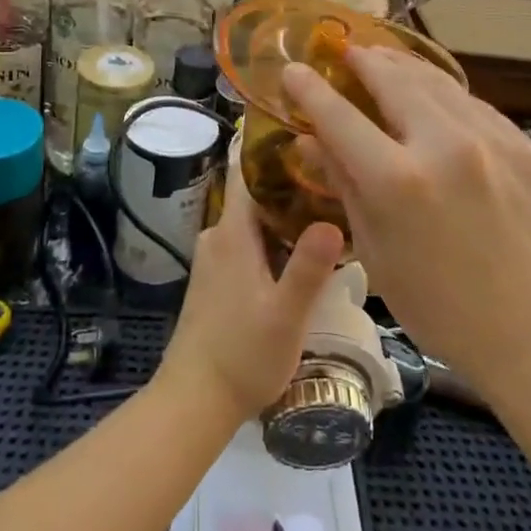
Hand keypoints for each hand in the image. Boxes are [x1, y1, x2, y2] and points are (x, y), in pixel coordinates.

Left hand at [155, 165, 341, 426]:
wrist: (194, 400)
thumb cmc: (242, 355)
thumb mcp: (286, 315)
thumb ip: (309, 268)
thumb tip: (333, 219)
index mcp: (233, 233)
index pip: (246, 171)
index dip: (272, 147)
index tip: (306, 131)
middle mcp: (218, 235)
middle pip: (255, 193)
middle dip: (290, 182)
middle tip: (335, 175)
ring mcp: (214, 258)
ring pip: (253, 220)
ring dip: (284, 212)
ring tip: (328, 209)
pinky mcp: (216, 279)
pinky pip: (248, 241)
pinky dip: (273, 237)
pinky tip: (302, 251)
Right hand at [281, 48, 530, 401]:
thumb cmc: (437, 304)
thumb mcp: (374, 248)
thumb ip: (342, 182)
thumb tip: (307, 139)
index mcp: (398, 182)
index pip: (340, 117)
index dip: (311, 90)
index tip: (292, 69)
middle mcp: (445, 146)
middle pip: (392, 80)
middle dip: (362, 60)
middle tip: (344, 49)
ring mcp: (491, 141)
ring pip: (436, 81)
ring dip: (402, 65)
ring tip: (381, 56)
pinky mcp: (523, 146)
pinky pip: (471, 104)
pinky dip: (442, 93)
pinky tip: (430, 94)